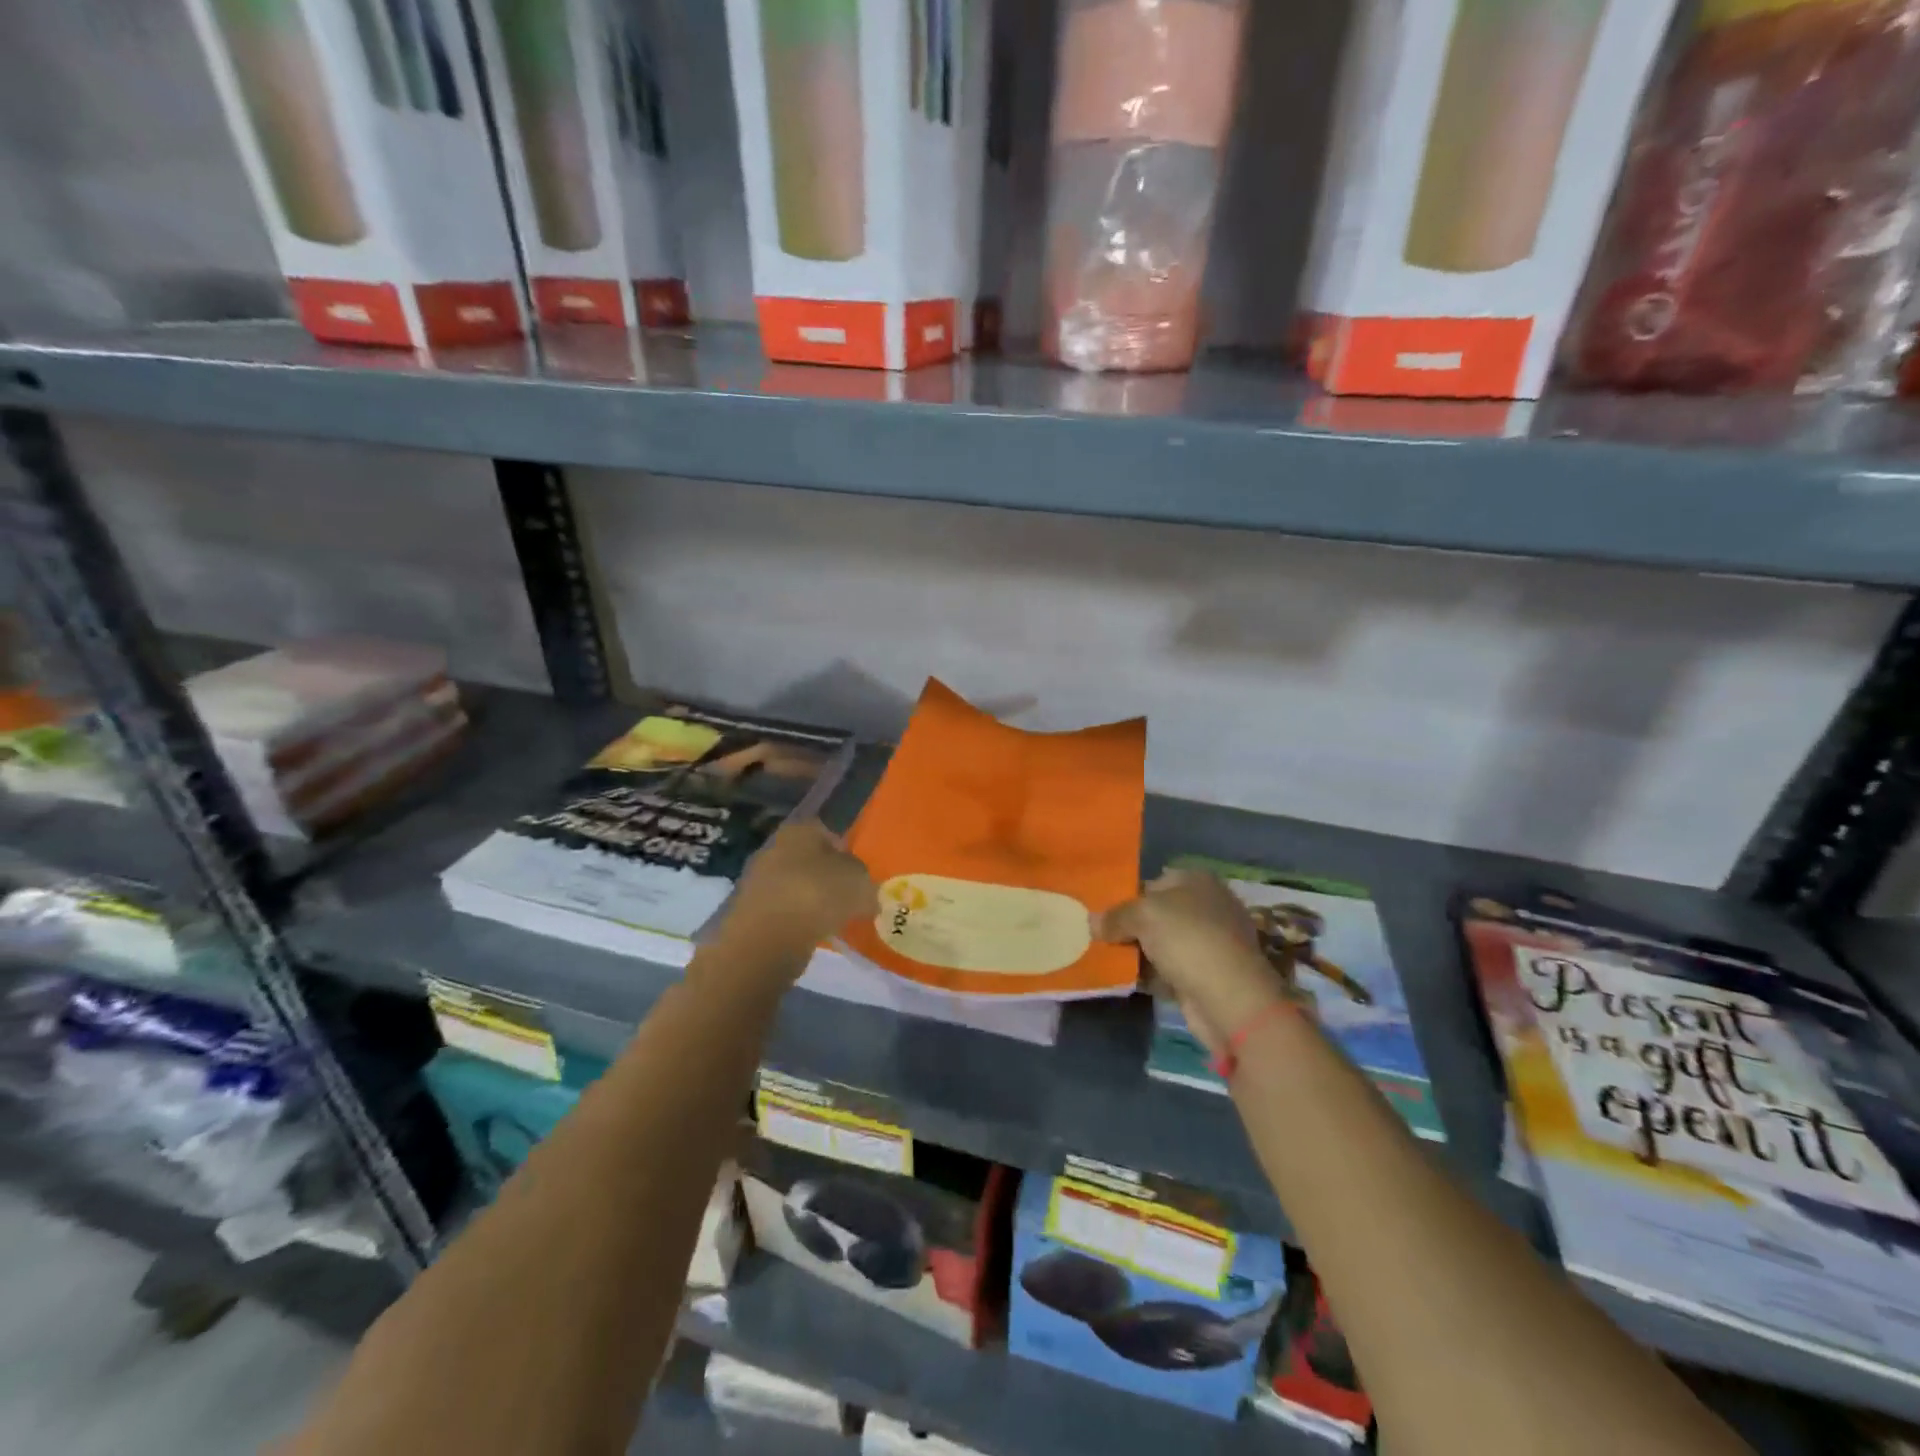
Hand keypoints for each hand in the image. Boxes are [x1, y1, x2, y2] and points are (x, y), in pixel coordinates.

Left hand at [731, 821, 877, 947]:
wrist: (767, 938)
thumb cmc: (818, 895)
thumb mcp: (859, 882)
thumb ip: (865, 881)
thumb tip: (865, 890)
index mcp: (799, 830)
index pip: (826, 832)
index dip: (845, 851)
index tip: (859, 875)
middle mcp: (774, 848)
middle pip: (808, 860)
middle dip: (827, 877)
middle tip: (849, 899)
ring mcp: (758, 881)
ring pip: (795, 886)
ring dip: (811, 901)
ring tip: (833, 921)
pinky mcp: (749, 913)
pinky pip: (783, 912)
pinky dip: (797, 921)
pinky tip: (812, 935)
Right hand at [1094, 868, 1287, 1053]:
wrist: (1230, 998)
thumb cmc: (1187, 939)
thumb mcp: (1143, 915)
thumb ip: (1115, 916)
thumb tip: (1092, 922)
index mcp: (1198, 881)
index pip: (1154, 881)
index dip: (1127, 895)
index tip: (1102, 912)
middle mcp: (1208, 907)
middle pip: (1158, 913)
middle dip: (1130, 925)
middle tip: (1098, 936)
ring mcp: (1211, 943)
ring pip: (1162, 943)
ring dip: (1138, 952)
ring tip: (1104, 958)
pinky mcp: (1208, 975)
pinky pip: (1170, 969)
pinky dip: (1151, 974)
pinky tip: (1126, 979)